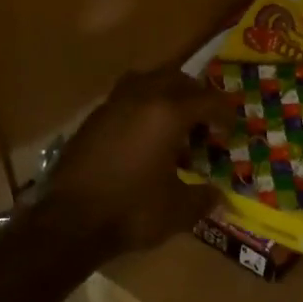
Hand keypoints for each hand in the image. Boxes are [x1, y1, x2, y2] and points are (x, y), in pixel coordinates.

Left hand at [35, 69, 231, 257]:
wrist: (70, 221)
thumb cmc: (131, 211)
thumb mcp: (178, 210)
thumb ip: (203, 198)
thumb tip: (218, 195)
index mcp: (168, 114)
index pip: (207, 100)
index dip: (225, 113)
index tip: (232, 128)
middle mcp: (141, 98)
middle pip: (177, 79)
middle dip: (196, 96)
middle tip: (206, 120)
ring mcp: (113, 105)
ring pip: (147, 80)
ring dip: (166, 93)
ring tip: (174, 119)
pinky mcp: (93, 118)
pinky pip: (125, 97)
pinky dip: (141, 106)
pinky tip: (143, 134)